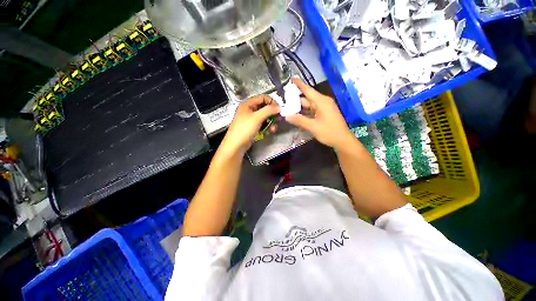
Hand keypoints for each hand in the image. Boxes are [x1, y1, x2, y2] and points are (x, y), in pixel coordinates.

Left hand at [221, 95, 279, 154]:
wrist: (236, 145)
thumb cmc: (245, 129)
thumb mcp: (257, 117)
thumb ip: (268, 110)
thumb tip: (279, 107)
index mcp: (247, 104)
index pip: (262, 98)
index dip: (271, 101)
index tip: (278, 109)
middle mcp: (249, 110)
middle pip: (263, 108)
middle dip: (271, 114)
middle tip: (278, 119)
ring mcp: (250, 119)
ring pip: (264, 117)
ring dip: (270, 122)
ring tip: (273, 128)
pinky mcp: (252, 127)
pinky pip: (262, 124)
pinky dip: (266, 127)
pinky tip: (270, 131)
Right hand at [285, 78, 353, 149]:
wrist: (343, 141)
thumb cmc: (329, 132)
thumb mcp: (313, 127)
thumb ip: (299, 120)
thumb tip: (286, 116)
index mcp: (321, 101)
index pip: (307, 90)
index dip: (299, 84)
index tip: (290, 79)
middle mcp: (322, 102)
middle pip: (306, 99)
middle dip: (295, 100)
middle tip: (283, 101)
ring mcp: (324, 108)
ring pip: (308, 105)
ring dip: (299, 108)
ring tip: (287, 109)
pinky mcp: (324, 114)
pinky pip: (312, 111)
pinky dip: (304, 113)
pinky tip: (297, 116)